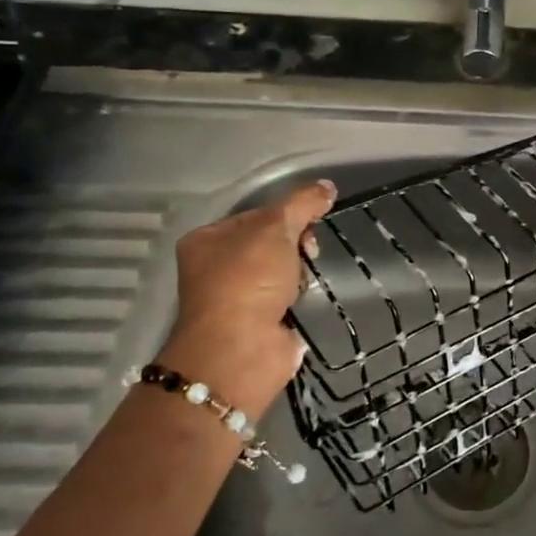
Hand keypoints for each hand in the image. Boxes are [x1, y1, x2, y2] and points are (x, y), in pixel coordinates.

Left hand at [154, 180, 335, 412]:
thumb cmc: (248, 280)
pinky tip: (304, 299)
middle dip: (296, 244)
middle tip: (308, 252)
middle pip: (271, 241)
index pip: (258, 214)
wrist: (241, 350)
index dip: (288, 214)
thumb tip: (327, 186)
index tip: (309, 222)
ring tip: (304, 280)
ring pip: (282, 269)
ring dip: (299, 271)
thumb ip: (302, 204)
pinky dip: (300, 296)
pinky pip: (288, 296)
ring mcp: (237, 297)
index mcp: (208, 239)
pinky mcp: (259, 322)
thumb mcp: (275, 229)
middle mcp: (216, 267)